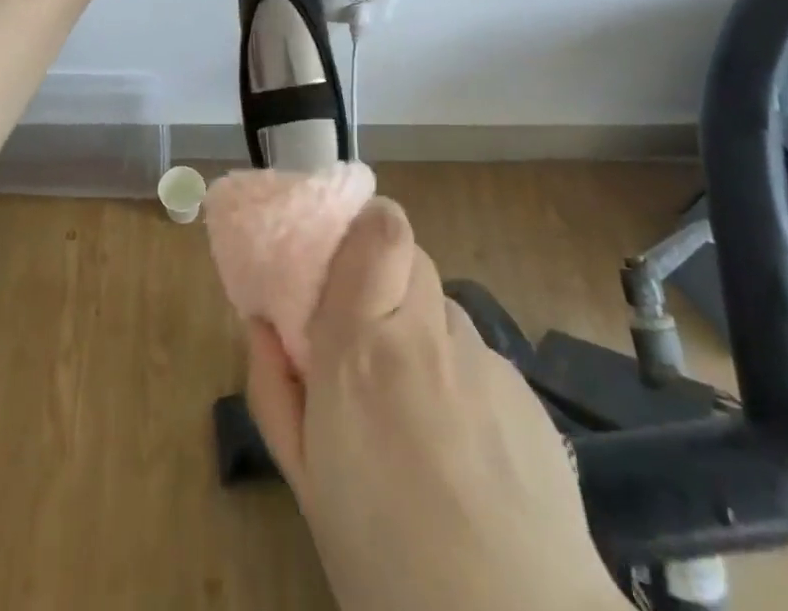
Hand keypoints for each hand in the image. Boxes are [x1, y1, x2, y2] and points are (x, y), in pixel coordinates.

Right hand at [245, 201, 626, 610]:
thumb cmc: (386, 563)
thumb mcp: (306, 483)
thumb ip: (275, 389)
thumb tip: (262, 322)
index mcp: (361, 350)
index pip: (379, 230)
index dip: (362, 225)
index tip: (338, 253)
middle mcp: (426, 336)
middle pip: (409, 254)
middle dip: (381, 277)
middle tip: (366, 334)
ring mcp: (483, 359)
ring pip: (442, 306)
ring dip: (419, 330)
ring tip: (413, 403)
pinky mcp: (525, 389)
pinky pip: (476, 354)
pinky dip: (456, 373)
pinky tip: (460, 442)